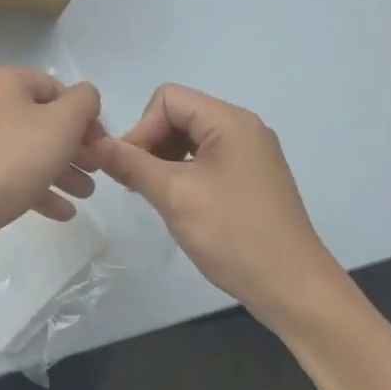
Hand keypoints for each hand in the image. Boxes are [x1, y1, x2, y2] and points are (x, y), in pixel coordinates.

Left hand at [0, 67, 103, 269]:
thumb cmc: (14, 158)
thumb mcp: (62, 123)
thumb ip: (84, 101)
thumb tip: (86, 97)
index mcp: (1, 82)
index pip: (54, 88)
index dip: (83, 114)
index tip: (101, 143)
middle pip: (41, 120)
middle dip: (74, 146)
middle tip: (96, 170)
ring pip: (28, 149)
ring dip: (61, 169)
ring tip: (86, 194)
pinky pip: (10, 172)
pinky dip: (37, 187)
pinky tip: (63, 212)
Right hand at [94, 84, 349, 331]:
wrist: (295, 290)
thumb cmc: (234, 236)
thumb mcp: (175, 197)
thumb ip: (131, 164)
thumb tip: (95, 143)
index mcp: (230, 121)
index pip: (168, 99)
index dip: (142, 128)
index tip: (129, 168)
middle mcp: (243, 127)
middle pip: (179, 115)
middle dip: (152, 143)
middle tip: (137, 183)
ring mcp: (251, 153)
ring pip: (191, 138)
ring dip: (165, 159)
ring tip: (153, 194)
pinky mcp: (252, 177)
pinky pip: (207, 158)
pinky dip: (185, 172)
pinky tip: (178, 202)